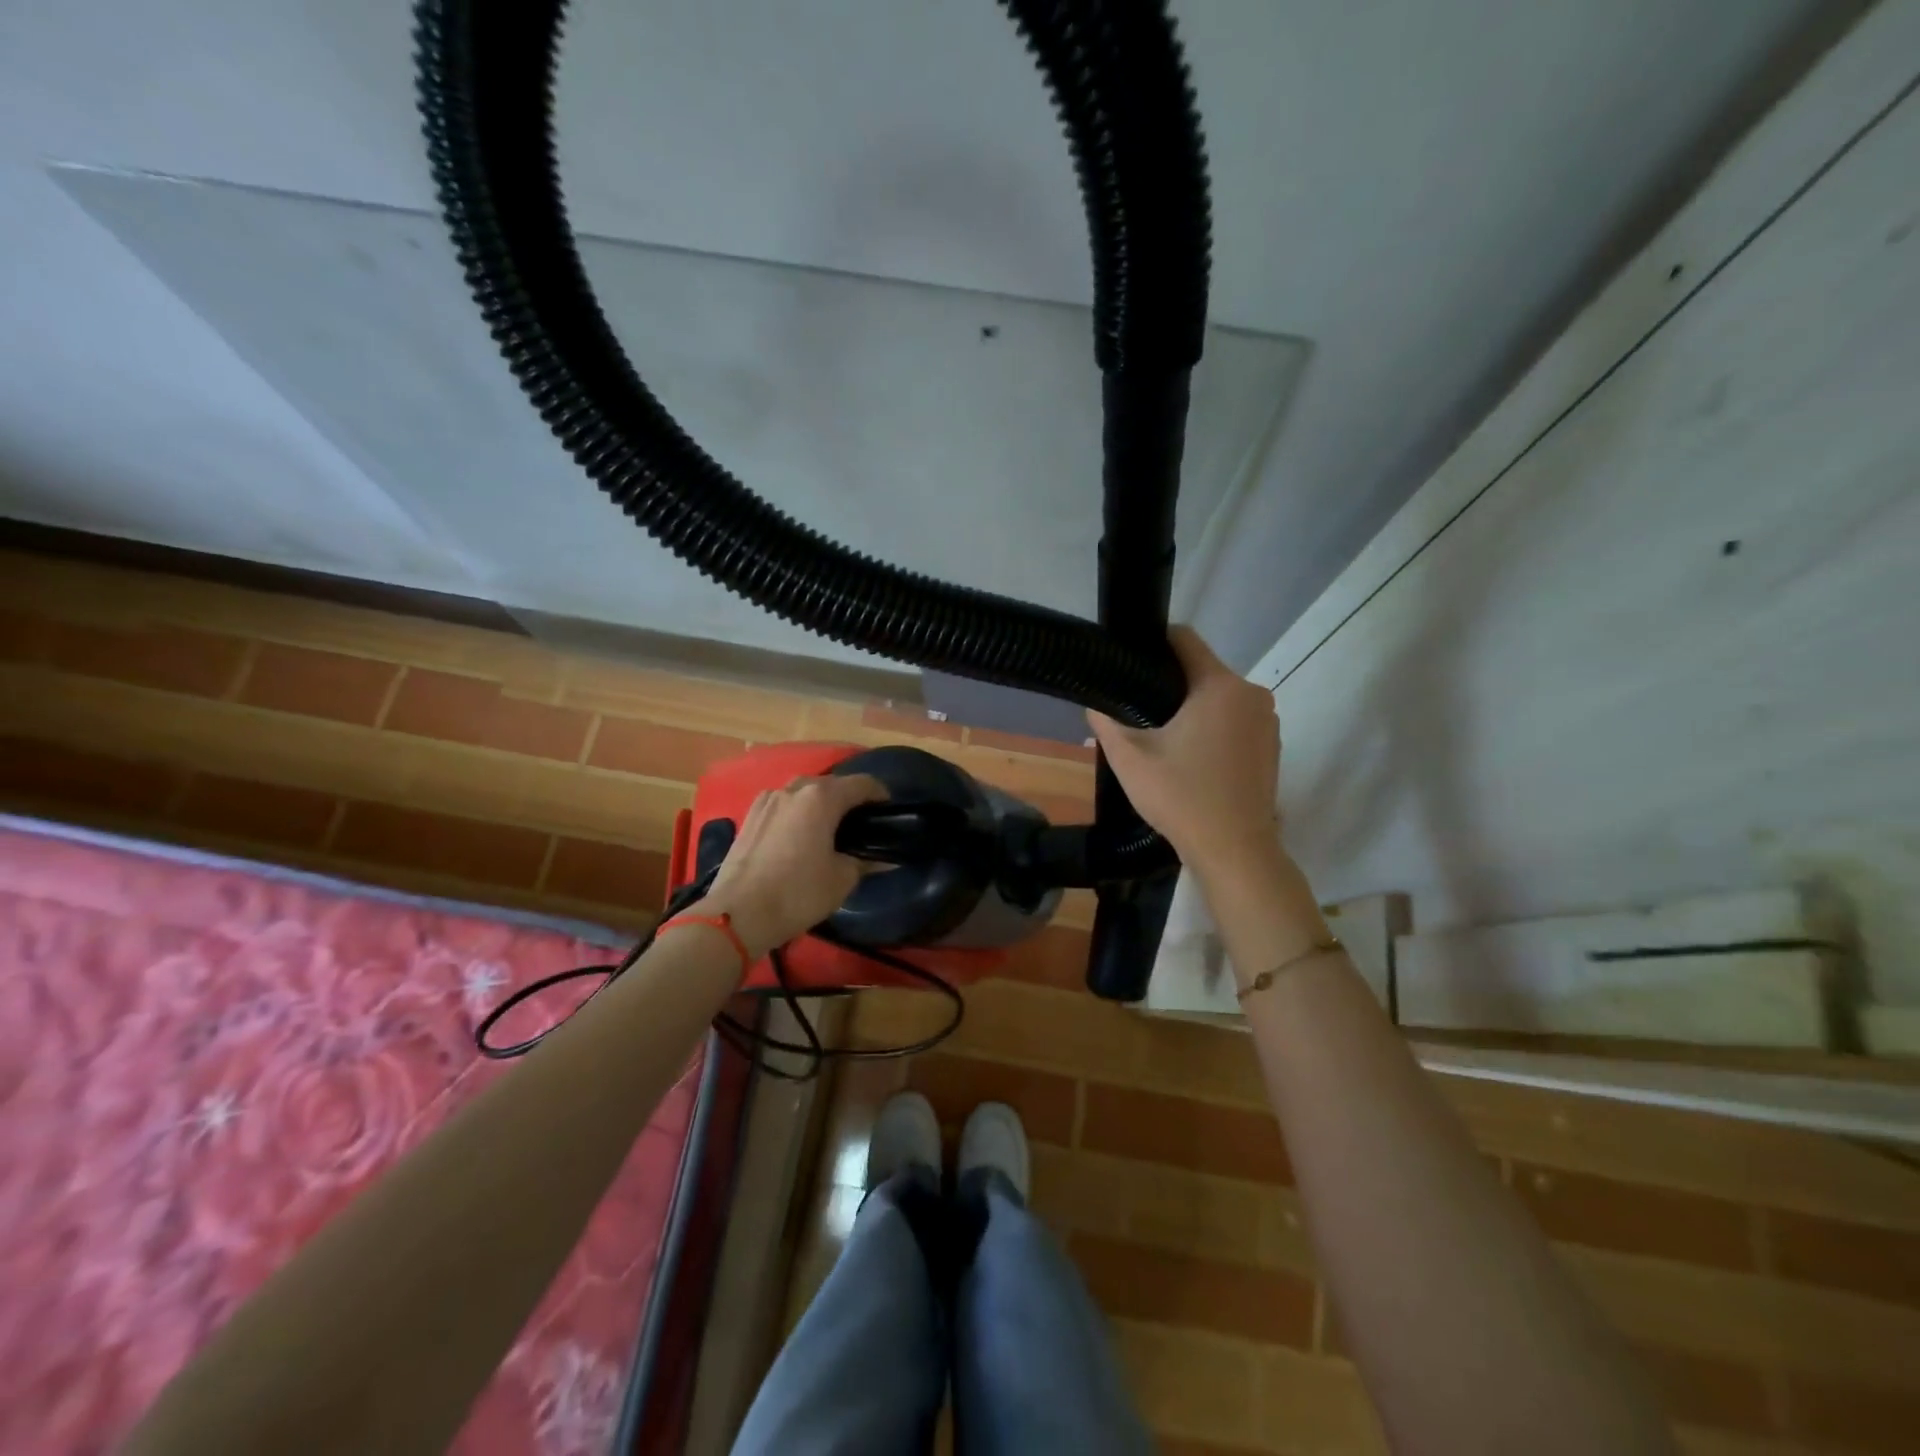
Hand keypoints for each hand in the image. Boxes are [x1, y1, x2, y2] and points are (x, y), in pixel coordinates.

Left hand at [702, 774, 888, 960]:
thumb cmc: (798, 893)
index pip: (861, 783)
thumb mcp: (842, 879)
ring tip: (829, 828)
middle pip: (830, 784)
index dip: (880, 794)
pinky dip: (797, 813)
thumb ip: (864, 862)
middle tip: (861, 823)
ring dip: (820, 804)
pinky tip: (799, 835)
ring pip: (803, 792)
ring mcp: (767, 800)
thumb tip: (884, 859)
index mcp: (821, 798)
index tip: (889, 811)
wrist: (738, 914)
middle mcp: (794, 789)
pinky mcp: (749, 816)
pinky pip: (782, 805)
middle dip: (848, 798)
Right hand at [1087, 627, 1281, 877]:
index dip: (1153, 641)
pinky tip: (1190, 755)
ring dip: (1191, 707)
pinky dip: (1212, 727)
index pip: (1185, 639)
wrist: (1234, 850)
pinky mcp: (1271, 746)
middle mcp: (1251, 694)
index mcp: (1219, 686)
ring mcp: (1267, 721)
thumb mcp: (1130, 759)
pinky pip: (1235, 720)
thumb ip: (1106, 723)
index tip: (1129, 659)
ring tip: (1160, 734)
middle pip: (1201, 670)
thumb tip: (1094, 705)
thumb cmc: (1181, 797)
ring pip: (1218, 697)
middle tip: (1135, 706)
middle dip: (1169, 682)